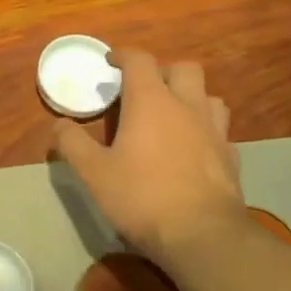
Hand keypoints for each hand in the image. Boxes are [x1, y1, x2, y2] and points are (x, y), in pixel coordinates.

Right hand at [52, 50, 250, 271]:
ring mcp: (214, 131)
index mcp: (151, 102)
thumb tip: (58, 124)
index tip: (110, 61)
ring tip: (171, 115)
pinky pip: (219, 130)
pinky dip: (204, 130)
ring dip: (189, 97)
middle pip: (183, 68)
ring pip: (208, 96)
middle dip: (162, 71)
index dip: (123, 56)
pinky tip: (192, 149)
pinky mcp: (231, 156)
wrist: (202, 235)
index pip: (140, 60)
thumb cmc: (141, 196)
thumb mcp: (93, 172)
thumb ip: (73, 143)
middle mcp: (187, 106)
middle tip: (143, 89)